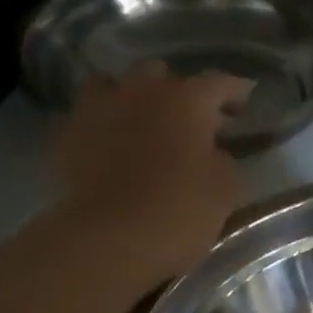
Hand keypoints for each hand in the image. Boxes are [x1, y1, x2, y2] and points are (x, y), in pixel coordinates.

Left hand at [52, 65, 251, 278]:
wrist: (109, 238)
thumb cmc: (180, 211)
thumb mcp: (224, 189)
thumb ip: (222, 160)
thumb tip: (211, 151)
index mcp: (187, 100)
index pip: (219, 83)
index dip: (235, 91)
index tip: (245, 99)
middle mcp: (141, 91)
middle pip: (162, 75)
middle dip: (178, 92)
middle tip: (192, 119)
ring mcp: (98, 107)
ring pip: (115, 85)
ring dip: (132, 98)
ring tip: (143, 122)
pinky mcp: (67, 133)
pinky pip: (88, 116)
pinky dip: (103, 125)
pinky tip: (111, 145)